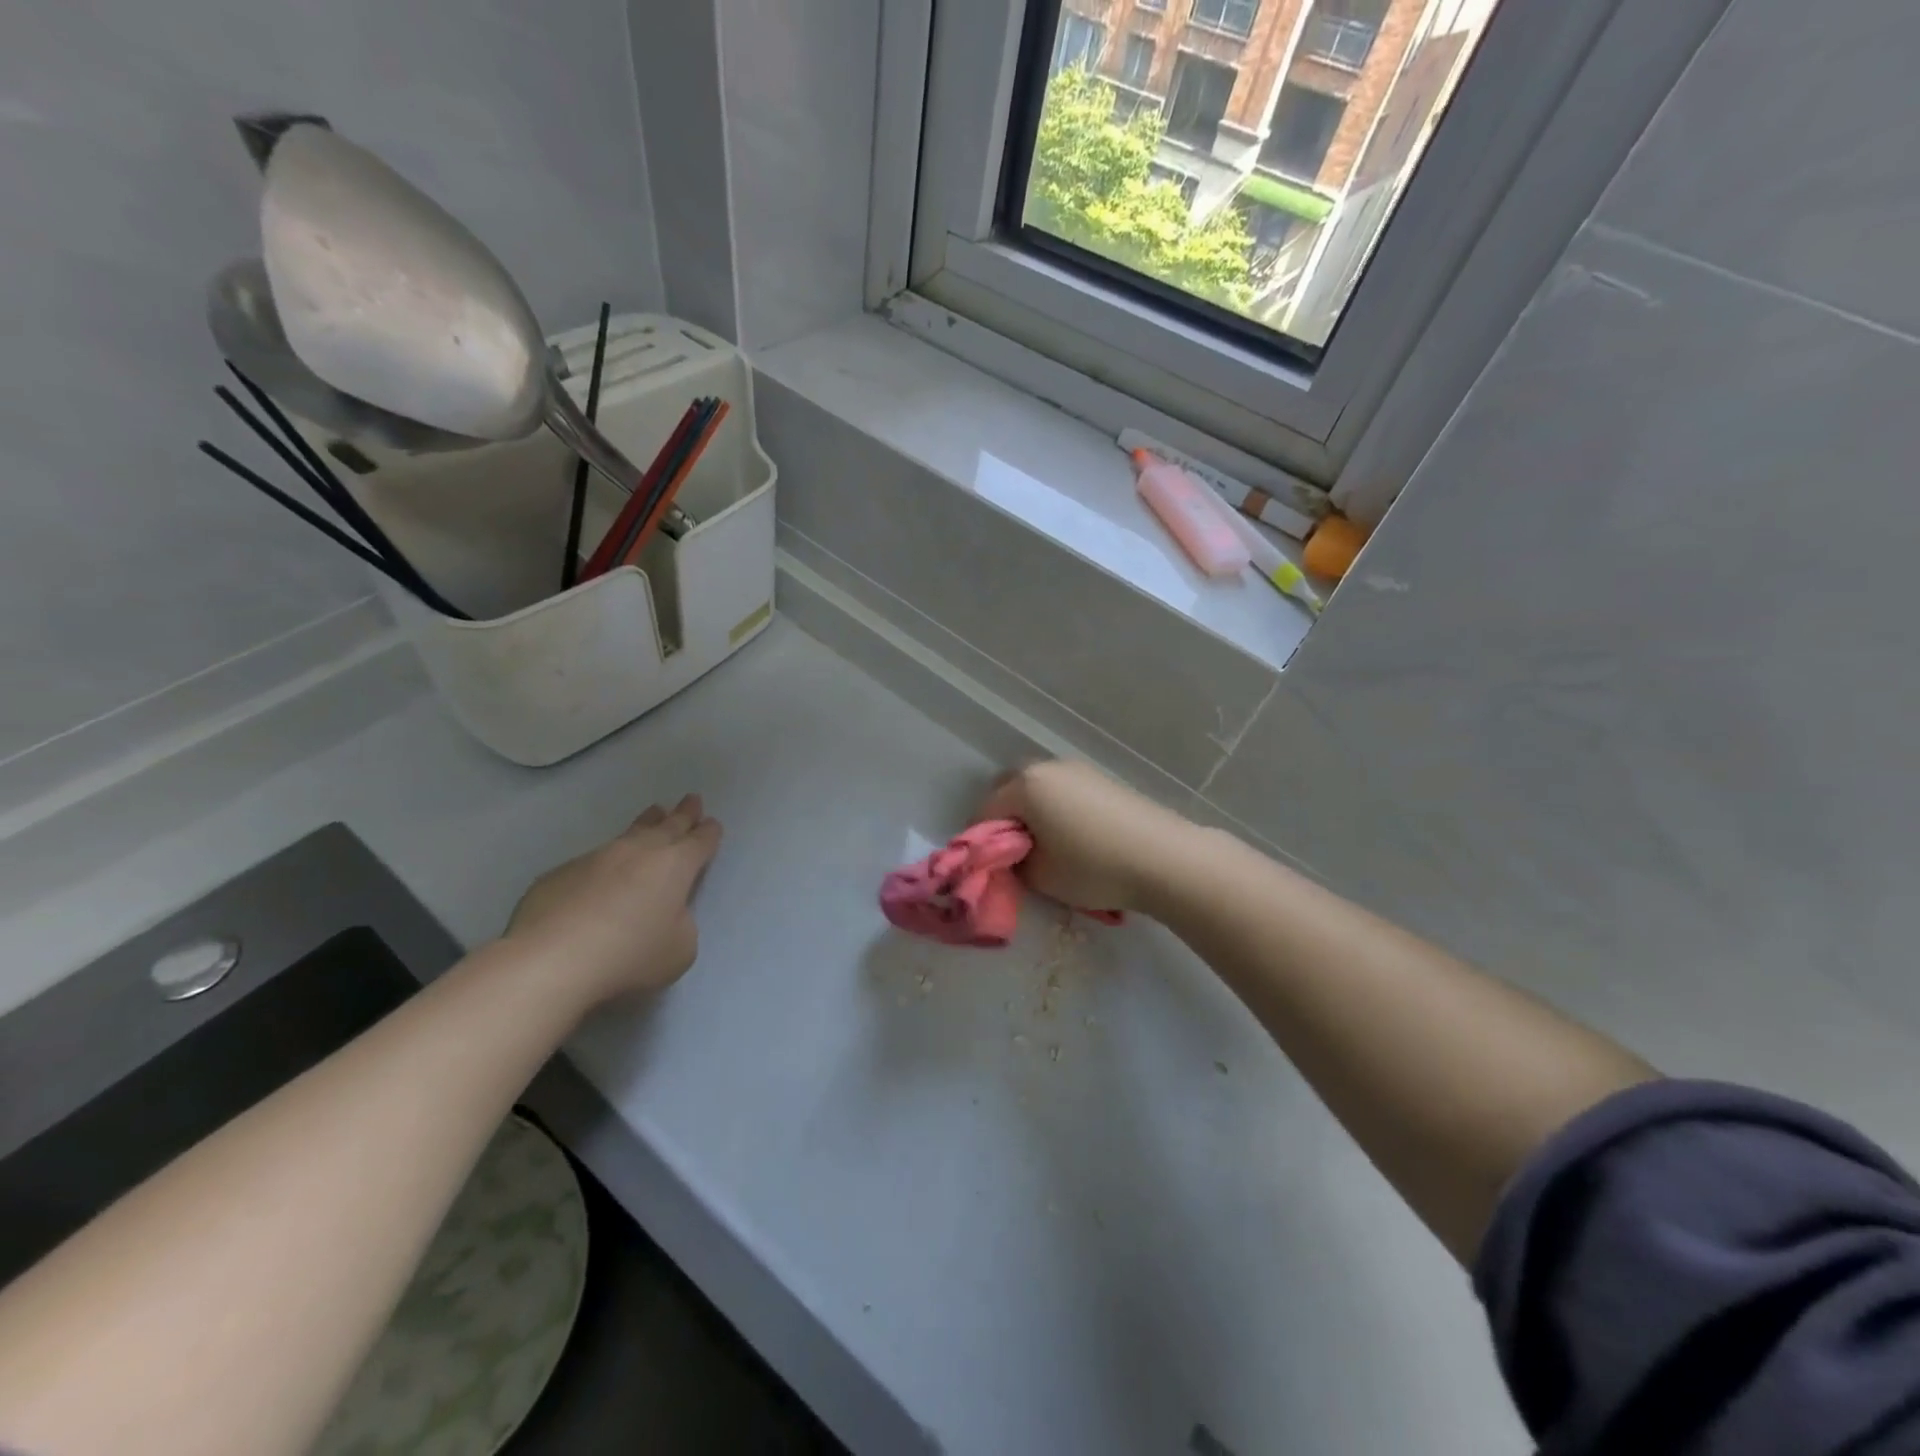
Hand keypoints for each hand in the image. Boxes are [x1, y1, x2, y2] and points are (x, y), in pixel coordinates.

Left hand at [505, 794, 722, 1005]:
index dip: (709, 833)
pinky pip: (592, 861)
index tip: (713, 824)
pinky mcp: (561, 874)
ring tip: (654, 812)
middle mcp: (638, 852)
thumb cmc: (629, 954)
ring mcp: (597, 858)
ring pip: (629, 834)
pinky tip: (603, 872)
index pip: (699, 842)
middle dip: (683, 814)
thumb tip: (665, 915)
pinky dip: (606, 862)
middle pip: (668, 826)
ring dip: (647, 824)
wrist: (551, 959)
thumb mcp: (679, 949)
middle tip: (692, 800)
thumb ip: (681, 924)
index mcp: (675, 866)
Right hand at [981, 761, 1196, 915]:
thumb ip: (1014, 863)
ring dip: (1034, 811)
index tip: (989, 867)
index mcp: (1025, 786)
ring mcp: (1079, 770)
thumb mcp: (1040, 877)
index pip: (985, 812)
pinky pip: (1065, 791)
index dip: (981, 842)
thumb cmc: (1093, 867)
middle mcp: (1048, 768)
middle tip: (1015, 851)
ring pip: (1040, 787)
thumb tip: (1013, 855)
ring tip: (1047, 846)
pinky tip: (1076, 837)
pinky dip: (1058, 808)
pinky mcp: (1103, 780)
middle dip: (1005, 817)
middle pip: (1010, 788)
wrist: (1164, 858)